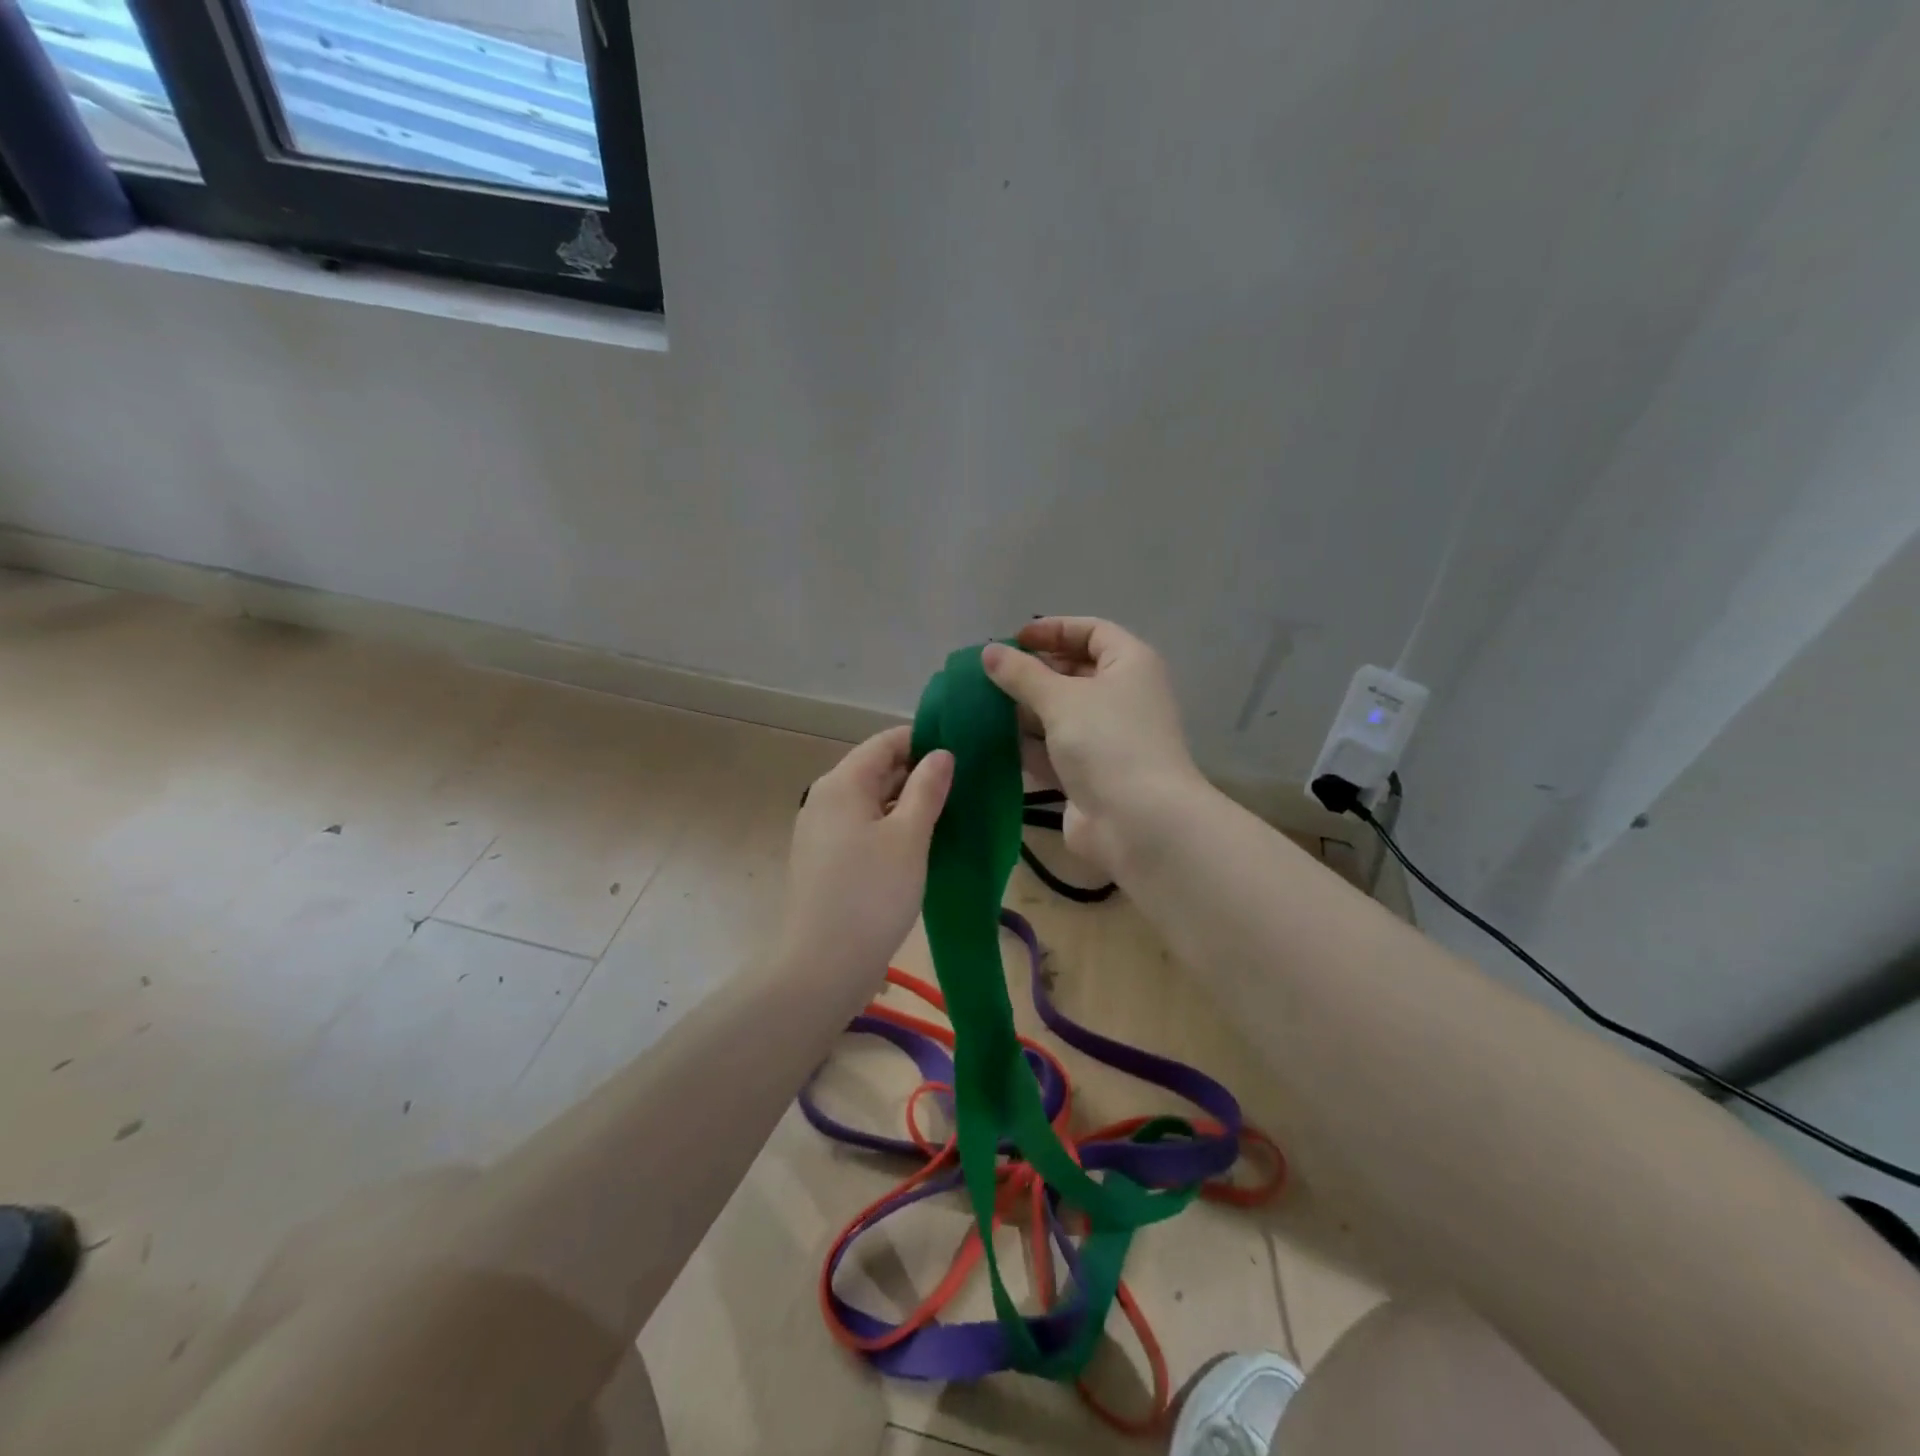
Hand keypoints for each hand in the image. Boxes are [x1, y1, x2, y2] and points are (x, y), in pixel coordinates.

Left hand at [777, 726, 953, 983]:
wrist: (823, 966)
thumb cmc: (872, 894)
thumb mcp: (910, 837)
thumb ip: (927, 789)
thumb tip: (942, 753)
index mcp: (842, 783)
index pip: (885, 742)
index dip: (922, 740)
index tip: (961, 749)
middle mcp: (825, 799)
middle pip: (875, 770)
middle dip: (918, 772)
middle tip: (963, 783)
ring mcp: (820, 831)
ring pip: (870, 801)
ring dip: (907, 802)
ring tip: (949, 811)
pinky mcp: (824, 860)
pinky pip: (862, 827)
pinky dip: (890, 826)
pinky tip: (919, 843)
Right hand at [982, 618, 1205, 872]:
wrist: (1139, 823)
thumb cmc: (1107, 742)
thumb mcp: (1061, 698)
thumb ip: (1022, 673)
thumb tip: (989, 652)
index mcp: (1130, 665)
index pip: (1092, 631)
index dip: (1053, 630)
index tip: (1013, 639)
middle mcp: (1123, 697)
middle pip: (1075, 672)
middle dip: (1033, 672)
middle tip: (990, 675)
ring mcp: (1108, 739)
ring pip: (1061, 714)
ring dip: (1025, 710)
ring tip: (981, 705)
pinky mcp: (1090, 775)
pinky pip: (1054, 750)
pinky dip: (1028, 745)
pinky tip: (991, 741)